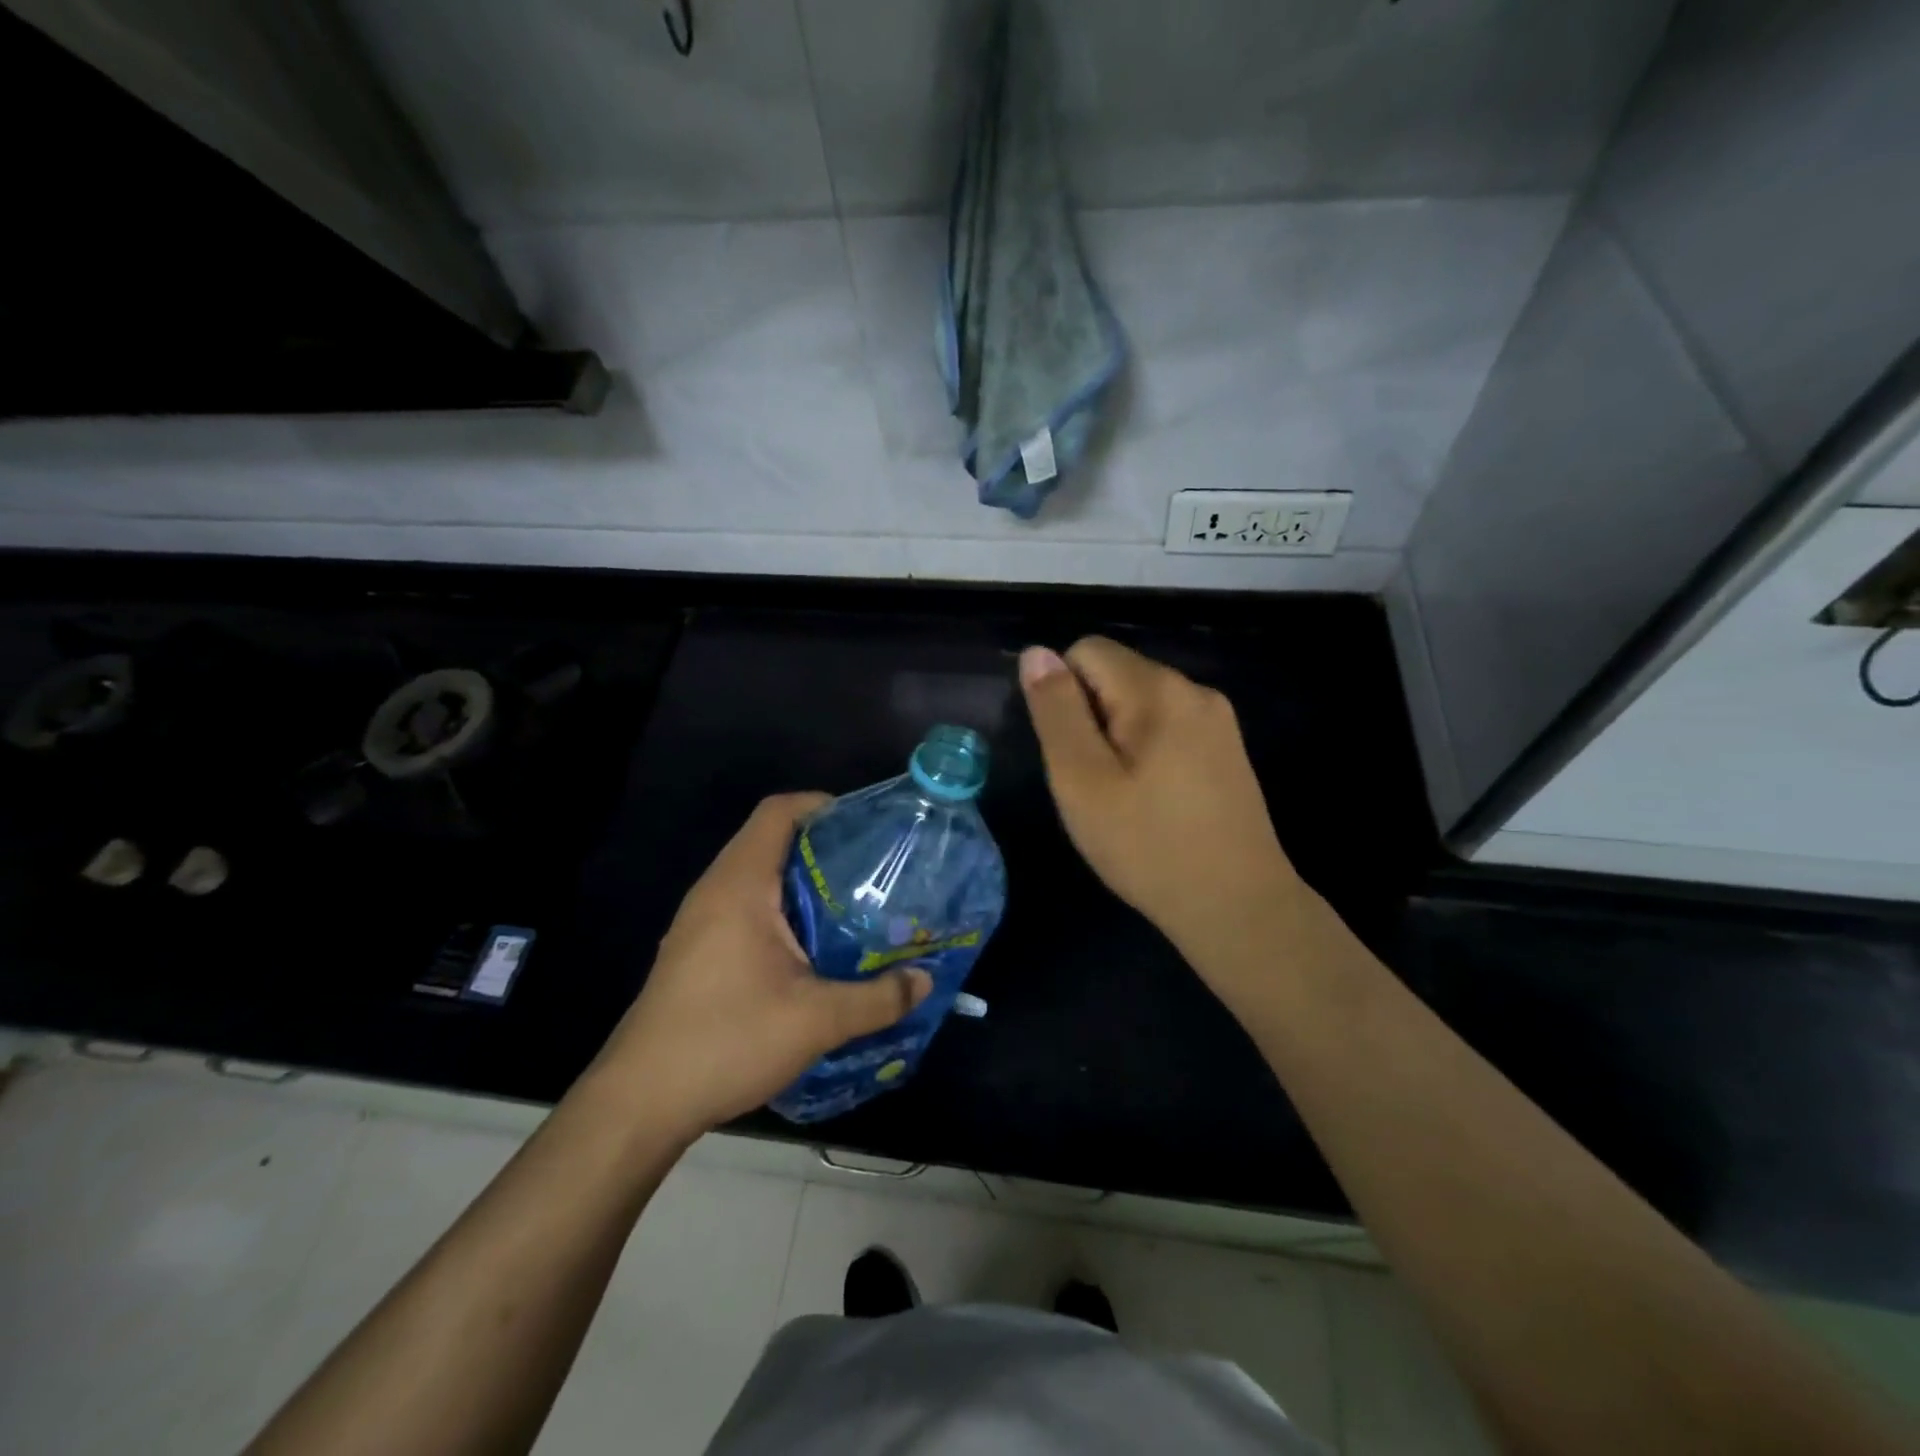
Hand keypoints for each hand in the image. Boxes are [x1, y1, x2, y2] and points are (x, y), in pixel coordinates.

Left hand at [594, 793, 930, 1140]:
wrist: (640, 1102)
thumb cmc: (726, 1040)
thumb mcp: (815, 1021)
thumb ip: (877, 998)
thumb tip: (924, 980)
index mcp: (739, 885)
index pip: (777, 812)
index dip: (820, 805)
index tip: (863, 824)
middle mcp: (715, 891)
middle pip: (770, 841)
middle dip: (822, 847)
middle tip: (872, 868)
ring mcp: (699, 923)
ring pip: (757, 877)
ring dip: (802, 882)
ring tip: (852, 904)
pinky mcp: (696, 952)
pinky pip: (745, 908)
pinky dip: (782, 910)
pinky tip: (812, 949)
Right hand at [1019, 639, 1303, 976]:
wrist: (1238, 907)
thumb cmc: (1147, 846)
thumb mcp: (1082, 780)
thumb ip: (1056, 711)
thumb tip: (1037, 653)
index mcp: (1158, 689)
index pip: (1086, 650)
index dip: (1062, 694)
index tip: (1071, 753)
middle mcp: (1194, 690)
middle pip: (1116, 674)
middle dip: (1091, 717)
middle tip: (1094, 783)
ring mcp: (1218, 720)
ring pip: (1141, 703)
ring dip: (1117, 736)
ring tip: (1123, 796)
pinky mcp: (1228, 749)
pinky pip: (1169, 727)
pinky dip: (1147, 750)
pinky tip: (1153, 800)